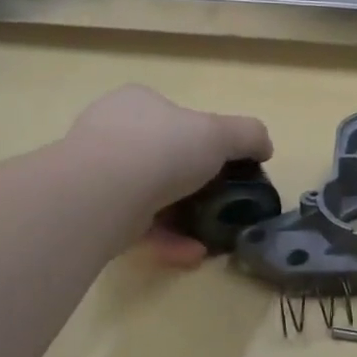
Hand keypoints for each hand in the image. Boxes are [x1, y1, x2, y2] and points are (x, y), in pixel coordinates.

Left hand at [62, 85, 272, 265]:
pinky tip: (192, 252)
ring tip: (211, 235)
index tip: (225, 165)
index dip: (203, 139)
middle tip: (219, 203)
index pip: (174, 116)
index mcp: (138, 103)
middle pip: (161, 157)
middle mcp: (112, 132)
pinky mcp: (92, 211)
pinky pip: (137, 225)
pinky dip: (168, 239)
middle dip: (192, 184)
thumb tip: (265, 147)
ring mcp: (97, 173)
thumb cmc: (162, 149)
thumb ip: (248, 135)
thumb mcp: (220, 133)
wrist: (104, 193)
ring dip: (183, 217)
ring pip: (149, 196)